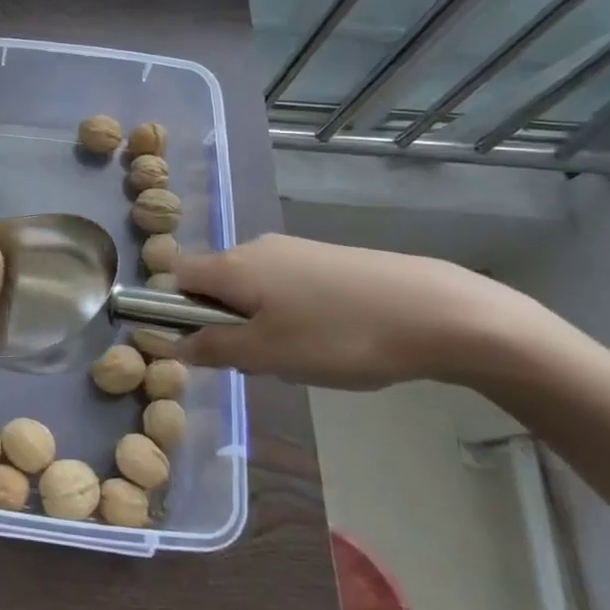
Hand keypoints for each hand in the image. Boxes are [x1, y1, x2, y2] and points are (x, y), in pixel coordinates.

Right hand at [173, 234, 553, 389]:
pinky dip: (292, 315)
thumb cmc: (338, 336)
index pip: (178, 276)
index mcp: (233, 264)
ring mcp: (296, 250)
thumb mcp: (266, 354)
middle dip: (226, 324)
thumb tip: (173, 342)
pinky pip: (287, 287)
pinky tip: (330, 341)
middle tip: (260, 362)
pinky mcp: (328, 260)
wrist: (436, 312)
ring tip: (301, 357)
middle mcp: (257, 247)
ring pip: (254, 289)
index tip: (207, 346)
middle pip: (216, 283)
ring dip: (261, 323)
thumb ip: (213, 347)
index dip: (178, 310)